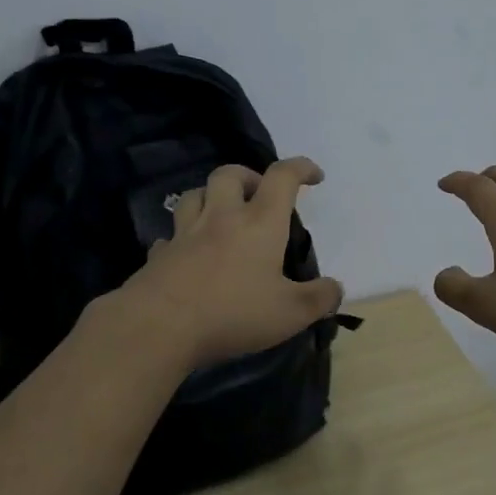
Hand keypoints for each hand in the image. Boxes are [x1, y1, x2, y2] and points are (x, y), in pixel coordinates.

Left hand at [114, 157, 343, 369]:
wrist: (159, 326)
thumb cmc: (233, 313)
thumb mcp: (291, 313)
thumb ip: (319, 299)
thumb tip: (336, 288)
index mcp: (259, 223)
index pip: (282, 177)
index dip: (301, 168)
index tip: (314, 176)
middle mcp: (221, 218)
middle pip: (230, 174)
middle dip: (249, 176)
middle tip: (260, 196)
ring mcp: (185, 234)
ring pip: (194, 195)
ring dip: (211, 197)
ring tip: (223, 216)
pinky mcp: (160, 255)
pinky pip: (172, 236)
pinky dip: (183, 238)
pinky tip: (189, 254)